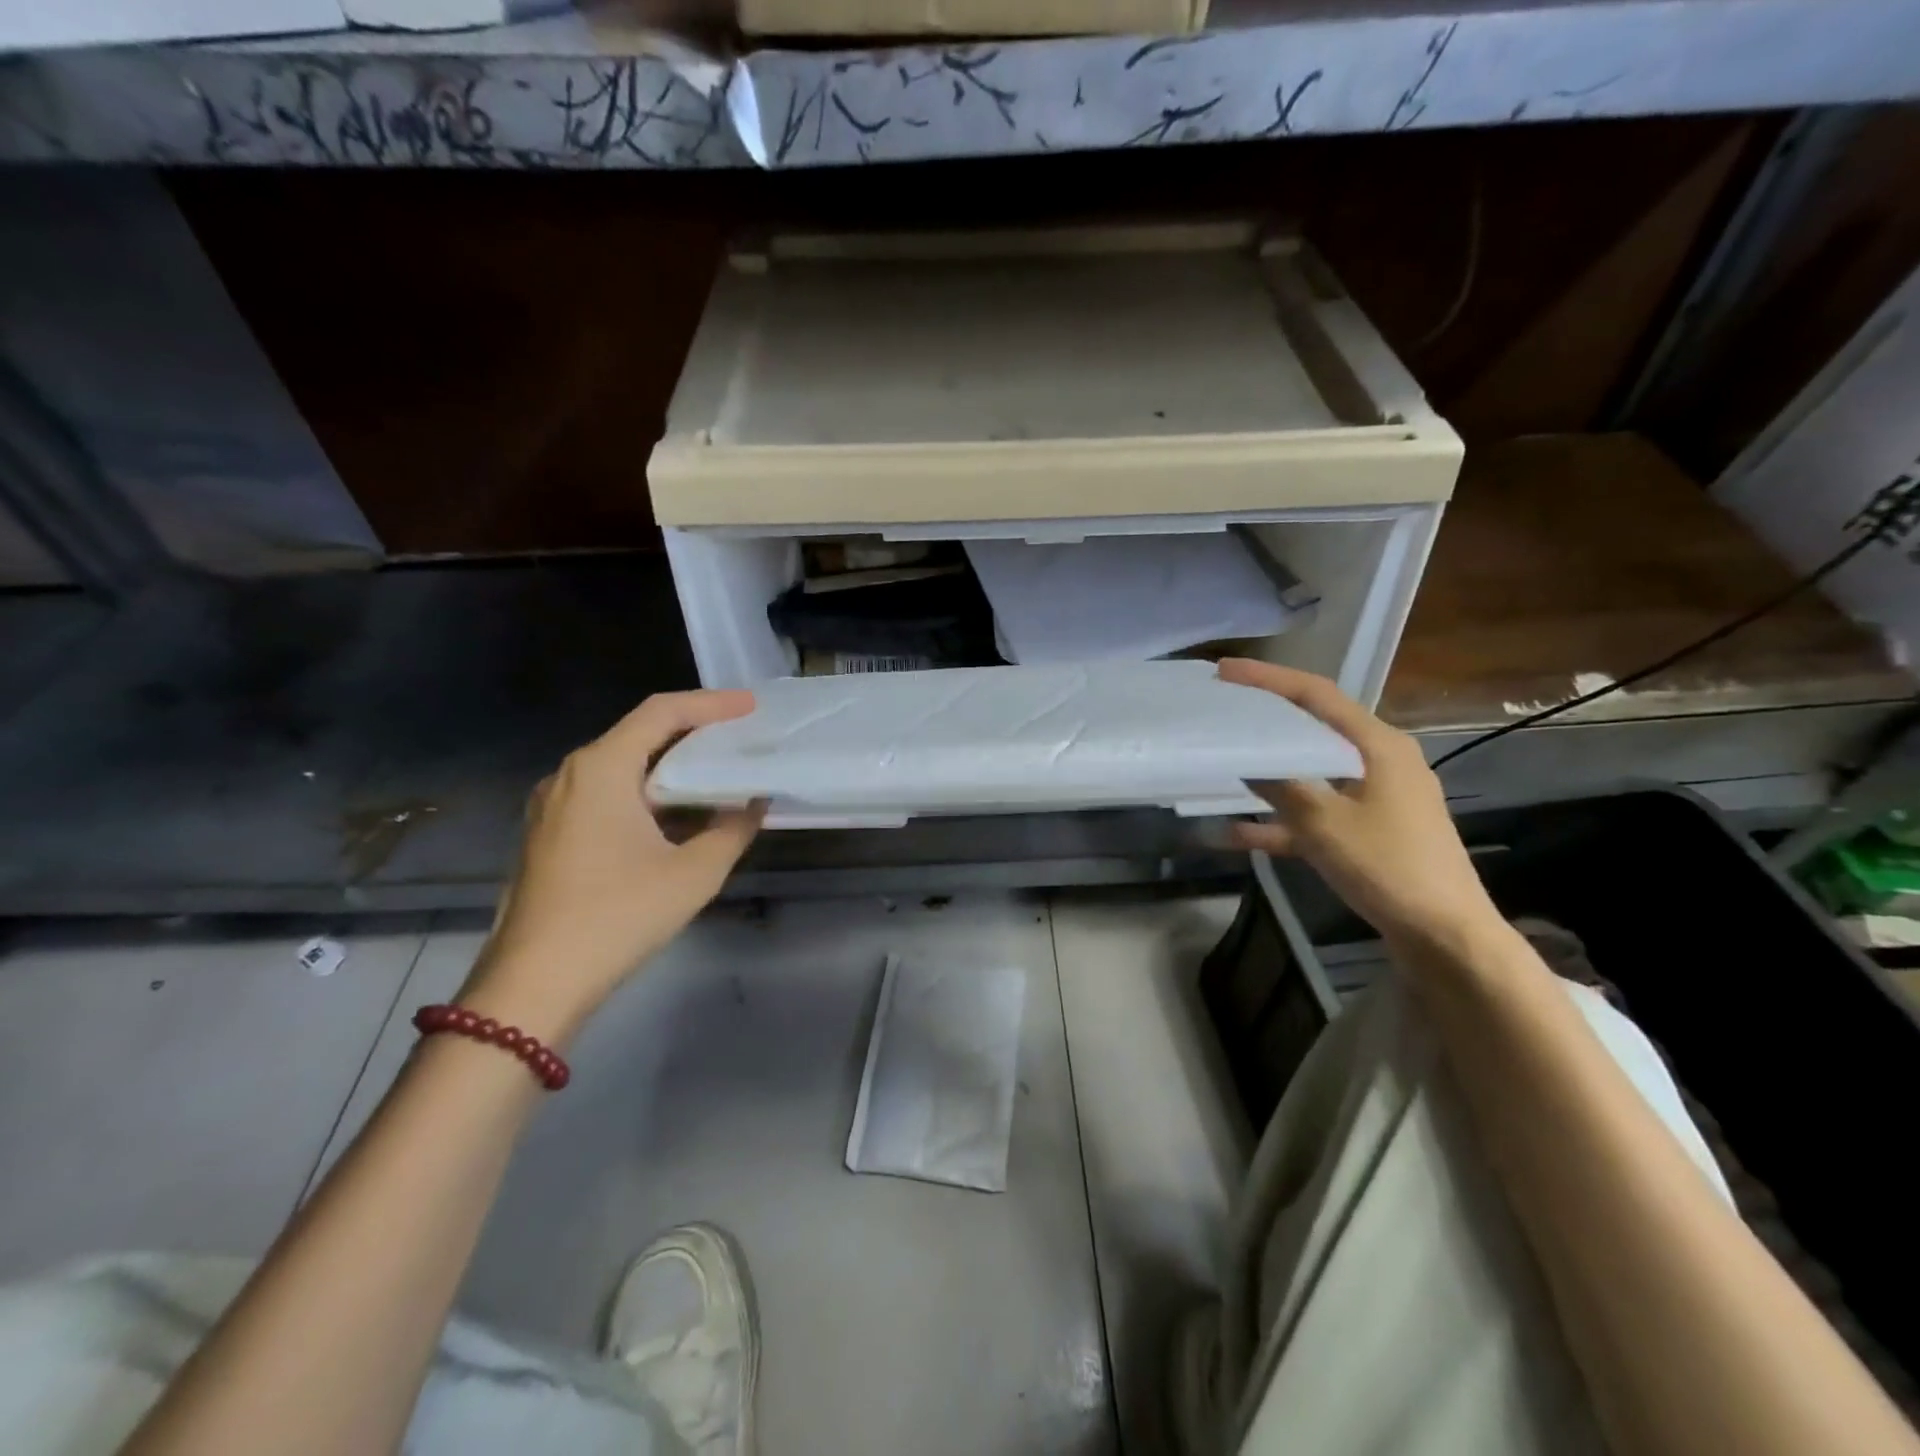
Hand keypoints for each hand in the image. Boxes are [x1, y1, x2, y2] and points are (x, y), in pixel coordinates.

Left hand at [460, 690, 765, 1042]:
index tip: (751, 707)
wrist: (533, 984)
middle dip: (693, 732)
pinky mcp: (549, 834)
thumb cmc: (618, 916)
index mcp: (600, 768)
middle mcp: (570, 774)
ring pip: (621, 766)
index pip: (661, 713)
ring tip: (715, 773)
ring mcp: (552, 805)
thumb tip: (754, 803)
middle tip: (739, 737)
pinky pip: (605, 794)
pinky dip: (646, 792)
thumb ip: (732, 829)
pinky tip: (676, 815)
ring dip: (669, 766)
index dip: (711, 704)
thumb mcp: (693, 873)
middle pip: (639, 734)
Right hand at [1218, 660, 1502, 949]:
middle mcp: (1380, 761)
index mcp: (1378, 745)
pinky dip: (1283, 819)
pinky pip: (1317, 813)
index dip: (1268, 679)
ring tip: (1225, 763)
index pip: (1317, 695)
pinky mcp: (1370, 830)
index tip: (1225, 671)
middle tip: (1224, 710)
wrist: (1445, 935)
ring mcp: (1377, 797)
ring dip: (1270, 771)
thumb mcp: (1323, 823)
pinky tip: (1237, 832)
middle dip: (1266, 721)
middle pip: (1314, 728)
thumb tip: (1247, 760)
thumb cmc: (1388, 866)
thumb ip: (1281, 785)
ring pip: (1312, 771)